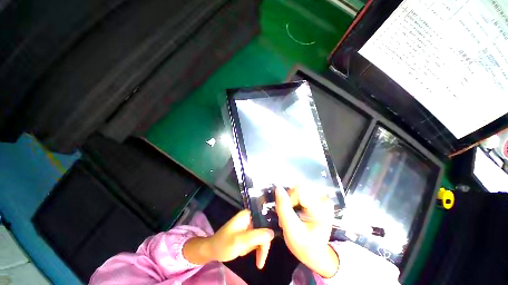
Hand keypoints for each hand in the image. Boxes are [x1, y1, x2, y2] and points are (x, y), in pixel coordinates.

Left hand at [183, 210, 273, 268]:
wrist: (212, 250)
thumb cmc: (224, 244)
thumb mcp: (240, 241)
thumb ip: (257, 236)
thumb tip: (272, 233)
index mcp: (248, 215)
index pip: (265, 222)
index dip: (267, 236)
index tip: (265, 252)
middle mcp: (250, 217)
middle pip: (263, 231)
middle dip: (260, 246)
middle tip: (259, 262)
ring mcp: (248, 224)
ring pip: (260, 237)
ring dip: (254, 248)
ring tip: (243, 252)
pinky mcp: (247, 231)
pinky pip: (255, 240)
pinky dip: (251, 248)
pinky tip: (243, 251)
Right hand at [275, 186, 338, 277]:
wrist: (314, 253)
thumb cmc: (304, 245)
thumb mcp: (291, 230)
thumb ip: (284, 208)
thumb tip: (278, 188)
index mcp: (322, 208)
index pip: (299, 190)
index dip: (289, 200)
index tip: (287, 215)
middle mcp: (324, 199)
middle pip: (297, 189)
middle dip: (289, 201)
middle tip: (288, 218)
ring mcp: (320, 197)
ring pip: (296, 189)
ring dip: (290, 201)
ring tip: (290, 216)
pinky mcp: (316, 197)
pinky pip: (299, 192)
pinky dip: (293, 201)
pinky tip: (294, 212)